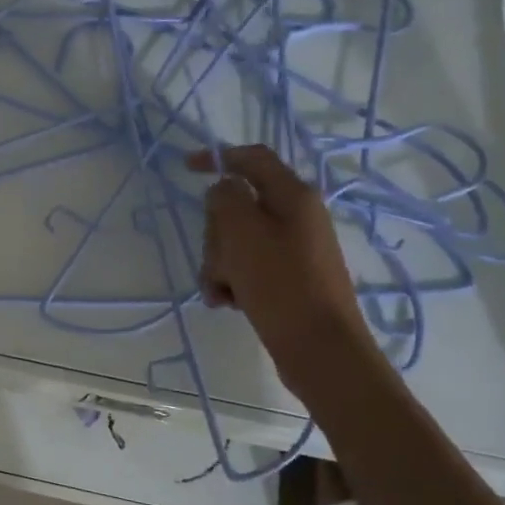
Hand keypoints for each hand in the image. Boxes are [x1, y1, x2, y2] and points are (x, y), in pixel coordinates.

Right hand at [187, 145, 380, 387]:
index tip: (185, 168)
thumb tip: (223, 190)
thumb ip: (225, 198)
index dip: (218, 157)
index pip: (252, 158)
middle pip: (237, 206)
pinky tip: (228, 302)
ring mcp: (294, 248)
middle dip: (215, 233)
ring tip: (221, 291)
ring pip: (237, 240)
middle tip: (215, 258)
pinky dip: (232, 280)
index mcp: (293, 196)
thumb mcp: (242, 232)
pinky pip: (248, 267)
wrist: (319, 348)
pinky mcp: (289, 277)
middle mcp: (297, 216)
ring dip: (219, 262)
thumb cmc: (280, 283)